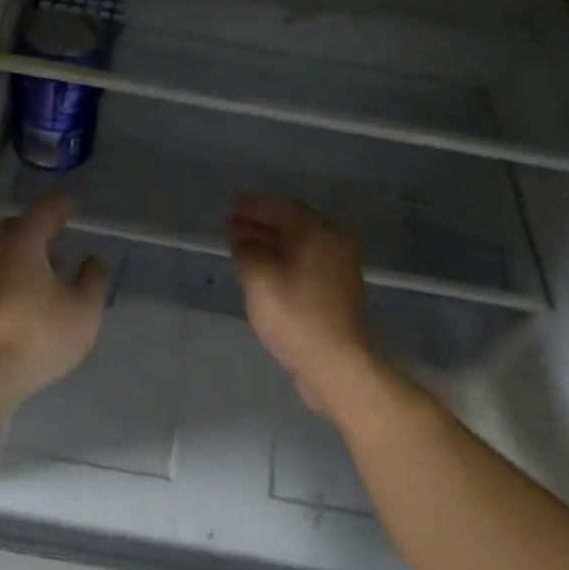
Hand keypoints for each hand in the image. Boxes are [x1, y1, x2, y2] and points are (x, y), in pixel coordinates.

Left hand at [0, 194, 110, 408]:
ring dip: (30, 252)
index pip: (45, 211)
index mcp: (24, 244)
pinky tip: (35, 293)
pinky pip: (2, 275)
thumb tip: (94, 259)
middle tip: (61, 229)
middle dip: (40, 225)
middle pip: (19, 228)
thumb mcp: (83, 308)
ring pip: (8, 253)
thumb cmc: (41, 333)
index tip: (74, 202)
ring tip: (54, 264)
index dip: (61, 204)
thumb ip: (93, 279)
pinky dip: (20, 273)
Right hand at [227, 195, 380, 415]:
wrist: (337, 364)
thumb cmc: (296, 315)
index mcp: (319, 233)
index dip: (254, 205)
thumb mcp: (260, 278)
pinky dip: (281, 259)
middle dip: (259, 223)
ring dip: (269, 242)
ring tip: (239, 245)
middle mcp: (334, 243)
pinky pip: (303, 263)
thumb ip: (247, 251)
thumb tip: (243, 240)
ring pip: (298, 245)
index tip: (229, 206)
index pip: (282, 207)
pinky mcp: (336, 291)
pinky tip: (261, 269)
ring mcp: (338, 268)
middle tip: (229, 224)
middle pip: (293, 224)